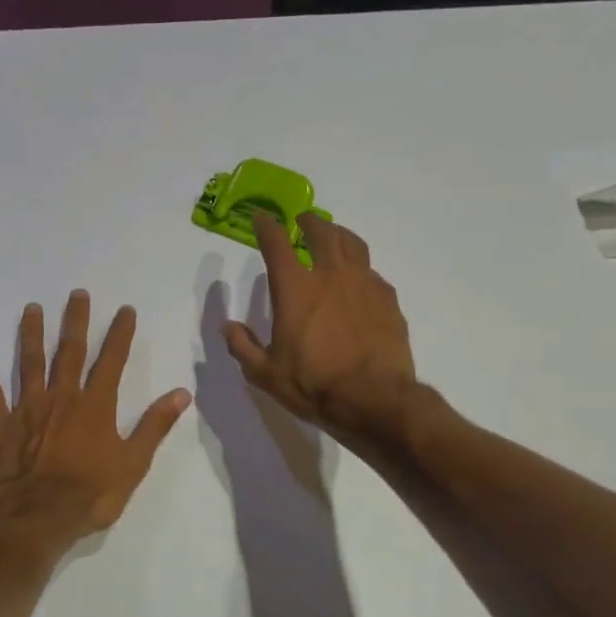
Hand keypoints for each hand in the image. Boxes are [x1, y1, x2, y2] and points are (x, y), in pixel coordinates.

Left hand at [0, 290, 190, 543]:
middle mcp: (62, 397)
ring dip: (31, 334)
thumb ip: (155, 425)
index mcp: (95, 405)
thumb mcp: (133, 463)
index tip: (125, 309)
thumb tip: (182, 393)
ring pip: (30, 362)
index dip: (119, 334)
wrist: (38, 517)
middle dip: (75, 321)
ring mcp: (29, 408)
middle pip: (69, 351)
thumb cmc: (91, 493)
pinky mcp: (3, 424)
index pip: (111, 360)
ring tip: (31, 308)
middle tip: (77, 293)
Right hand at [223, 211, 416, 441]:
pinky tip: (359, 280)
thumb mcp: (265, 373)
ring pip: (353, 245)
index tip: (261, 217)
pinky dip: (361, 269)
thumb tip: (228, 327)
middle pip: (322, 233)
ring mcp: (364, 284)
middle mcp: (330, 275)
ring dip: (339, 234)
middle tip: (303, 220)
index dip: (266, 226)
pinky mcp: (388, 300)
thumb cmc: (314, 385)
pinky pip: (372, 273)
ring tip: (334, 235)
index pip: (276, 244)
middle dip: (309, 222)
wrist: (375, 399)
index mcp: (295, 288)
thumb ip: (243, 347)